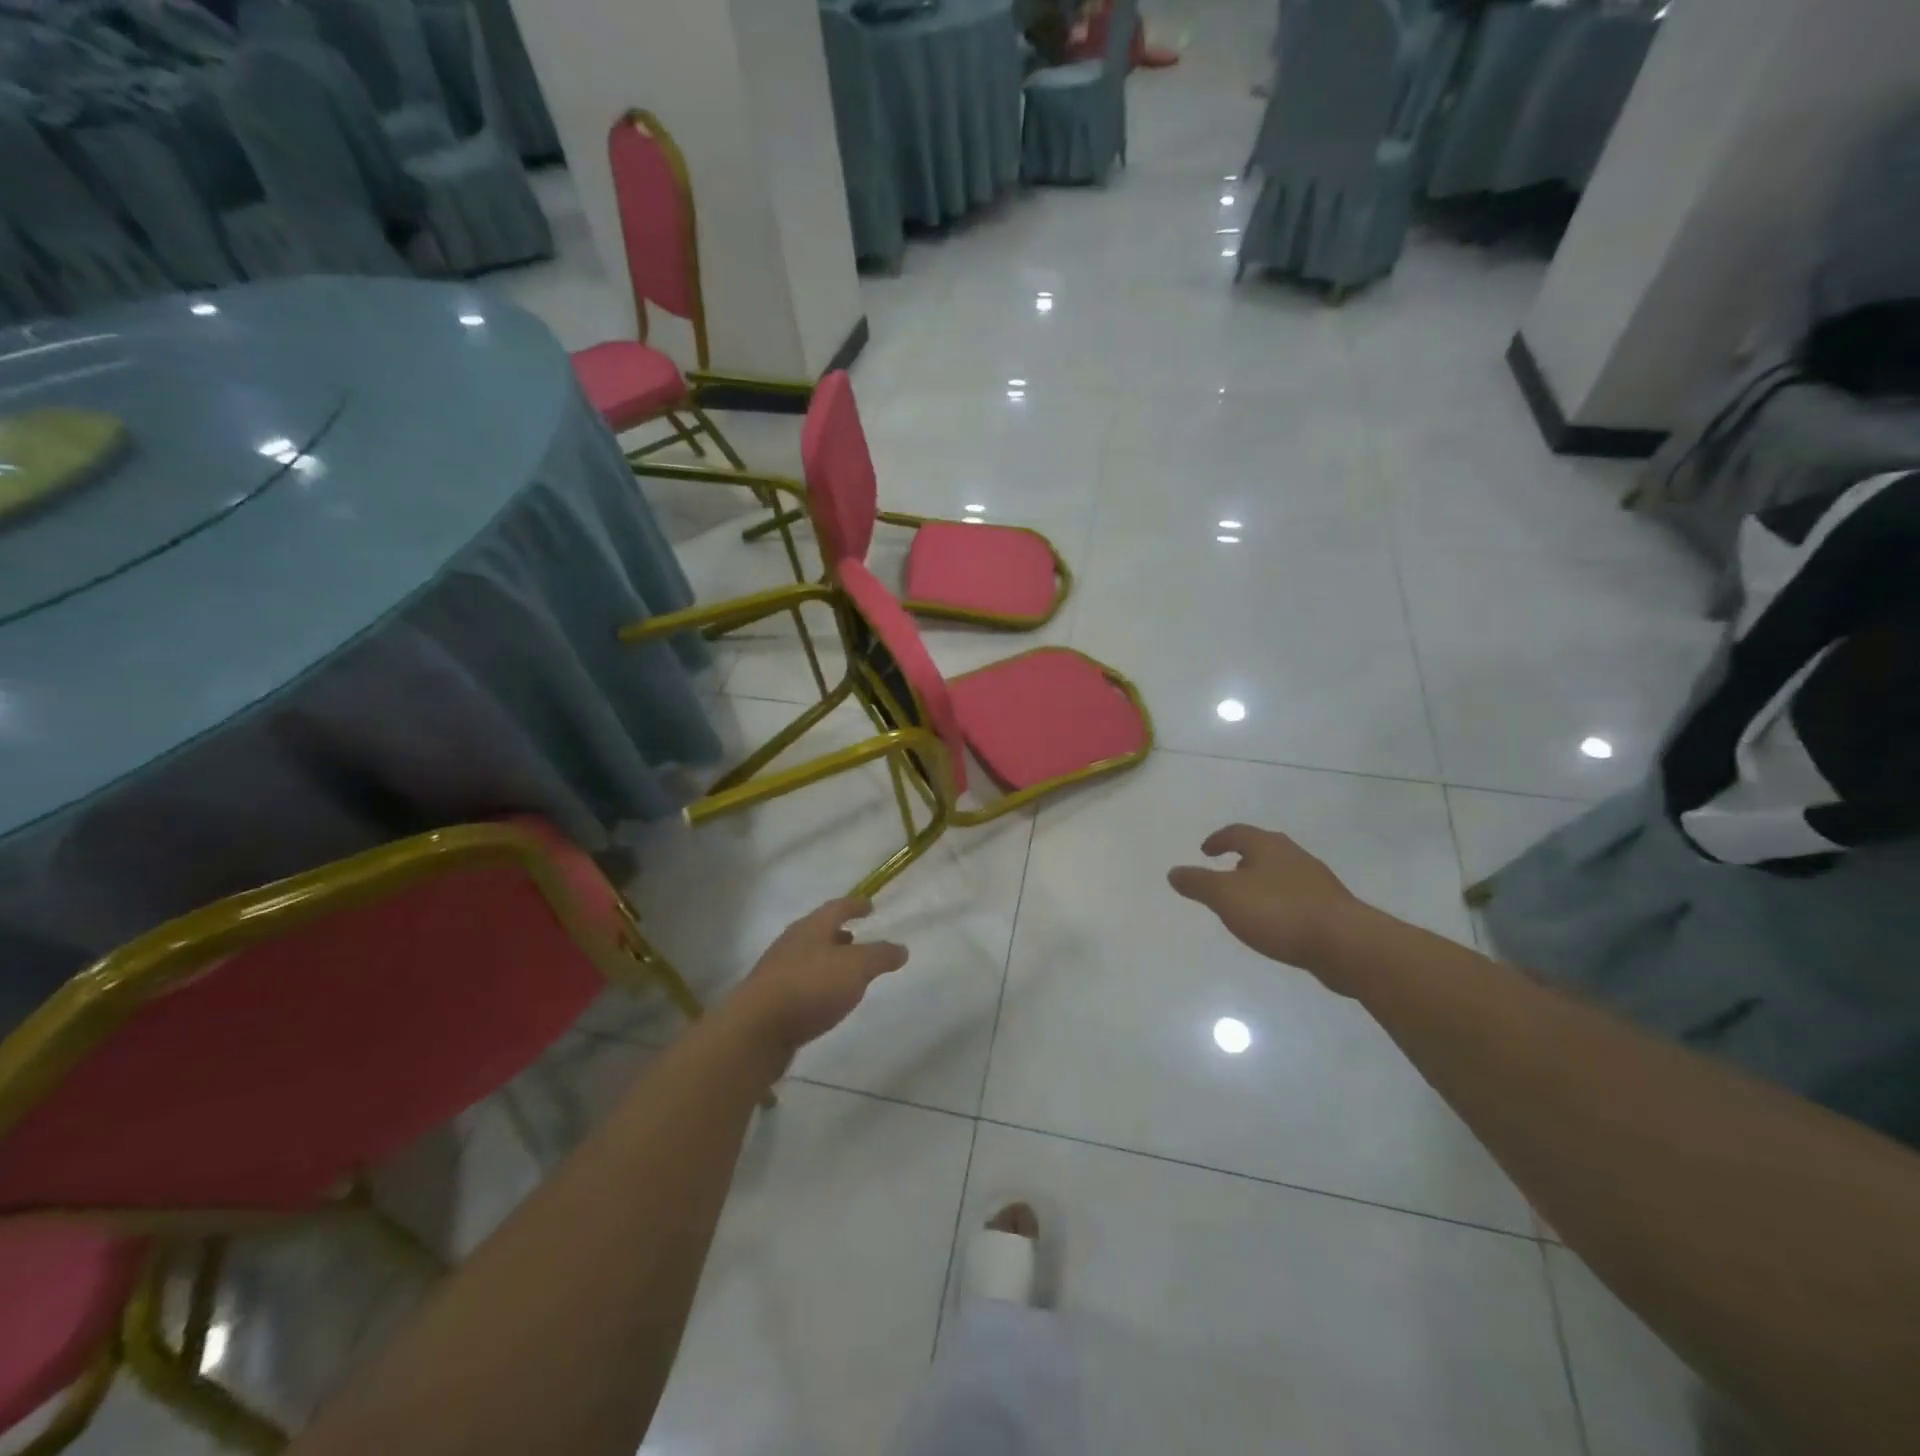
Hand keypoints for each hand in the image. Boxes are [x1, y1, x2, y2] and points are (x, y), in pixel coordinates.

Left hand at [726, 899, 908, 1058]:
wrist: (755, 1029)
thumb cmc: (810, 987)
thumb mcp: (856, 968)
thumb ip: (880, 956)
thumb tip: (901, 948)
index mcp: (812, 927)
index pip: (837, 907)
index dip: (855, 905)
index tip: (869, 906)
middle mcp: (792, 942)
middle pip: (818, 931)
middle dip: (838, 933)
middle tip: (856, 937)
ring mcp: (777, 970)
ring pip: (807, 956)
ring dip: (826, 959)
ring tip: (844, 971)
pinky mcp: (769, 998)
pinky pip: (799, 982)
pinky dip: (815, 983)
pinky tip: (824, 998)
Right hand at [1167, 824, 1370, 986]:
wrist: (1345, 944)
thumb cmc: (1279, 912)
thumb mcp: (1226, 897)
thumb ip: (1198, 884)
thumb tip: (1174, 872)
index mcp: (1267, 846)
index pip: (1237, 832)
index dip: (1218, 840)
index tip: (1205, 851)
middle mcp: (1293, 855)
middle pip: (1263, 849)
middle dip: (1242, 858)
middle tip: (1226, 871)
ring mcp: (1316, 881)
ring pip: (1282, 872)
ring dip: (1262, 881)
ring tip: (1248, 900)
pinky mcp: (1331, 907)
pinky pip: (1297, 896)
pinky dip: (1280, 902)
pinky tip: (1275, 923)